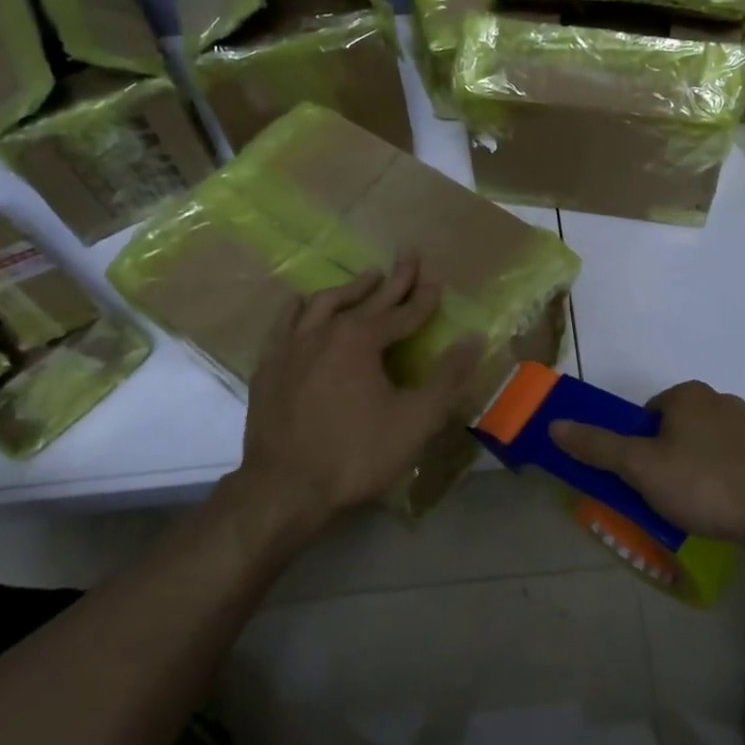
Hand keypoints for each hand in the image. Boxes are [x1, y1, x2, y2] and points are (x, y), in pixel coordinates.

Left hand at [238, 255, 481, 529]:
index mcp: (361, 340)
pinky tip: (303, 304)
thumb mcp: (416, 419)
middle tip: (409, 255)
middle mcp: (325, 331)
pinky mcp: (268, 365)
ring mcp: (291, 346)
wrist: (284, 488)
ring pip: (323, 303)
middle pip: (366, 299)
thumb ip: (448, 377)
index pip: (402, 313)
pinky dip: (301, 308)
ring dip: (350, 288)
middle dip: (393, 279)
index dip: (424, 299)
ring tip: (367, 277)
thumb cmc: (356, 454)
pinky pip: (285, 323)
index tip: (438, 280)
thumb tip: (476, 338)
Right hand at [549, 381, 744, 544]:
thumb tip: (555, 425)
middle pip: (675, 431)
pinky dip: (724, 481)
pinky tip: (726, 509)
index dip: (637, 448)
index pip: (646, 416)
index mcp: (687, 395)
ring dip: (695, 473)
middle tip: (664, 498)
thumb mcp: (642, 468)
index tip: (641, 480)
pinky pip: (734, 463)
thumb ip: (598, 446)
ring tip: (696, 510)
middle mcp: (720, 400)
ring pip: (705, 448)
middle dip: (666, 461)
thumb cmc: (707, 484)